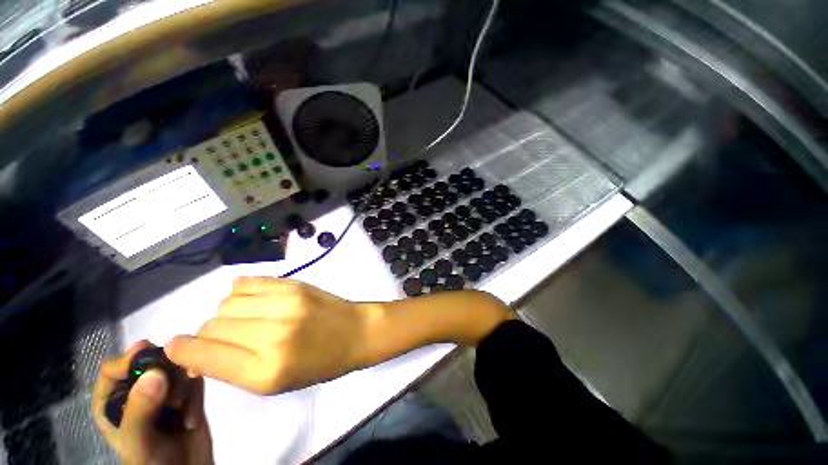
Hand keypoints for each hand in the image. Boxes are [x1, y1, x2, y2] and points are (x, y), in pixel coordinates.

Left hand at [92, 341, 212, 464]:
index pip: (114, 369)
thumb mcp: (138, 442)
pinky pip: (194, 381)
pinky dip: (196, 394)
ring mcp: (164, 394)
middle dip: (166, 374)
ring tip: (183, 412)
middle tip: (174, 395)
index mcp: (113, 403)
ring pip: (177, 370)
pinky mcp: (187, 396)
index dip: (129, 359)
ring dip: (184, 388)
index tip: (149, 351)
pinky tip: (192, 417)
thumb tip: (156, 372)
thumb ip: (140, 409)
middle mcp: (137, 394)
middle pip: (150, 365)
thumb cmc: (151, 463)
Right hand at [165, 277, 379, 394]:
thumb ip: (231, 368)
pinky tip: (252, 300)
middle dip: (209, 334)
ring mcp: (285, 304)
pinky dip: (241, 292)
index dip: (182, 351)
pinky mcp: (295, 285)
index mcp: (265, 371)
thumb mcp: (273, 383)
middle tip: (227, 338)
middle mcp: (272, 335)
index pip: (202, 354)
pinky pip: (248, 282)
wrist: (354, 332)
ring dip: (227, 313)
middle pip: (212, 325)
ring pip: (226, 303)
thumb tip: (194, 351)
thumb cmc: (317, 364)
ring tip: (245, 319)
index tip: (177, 347)